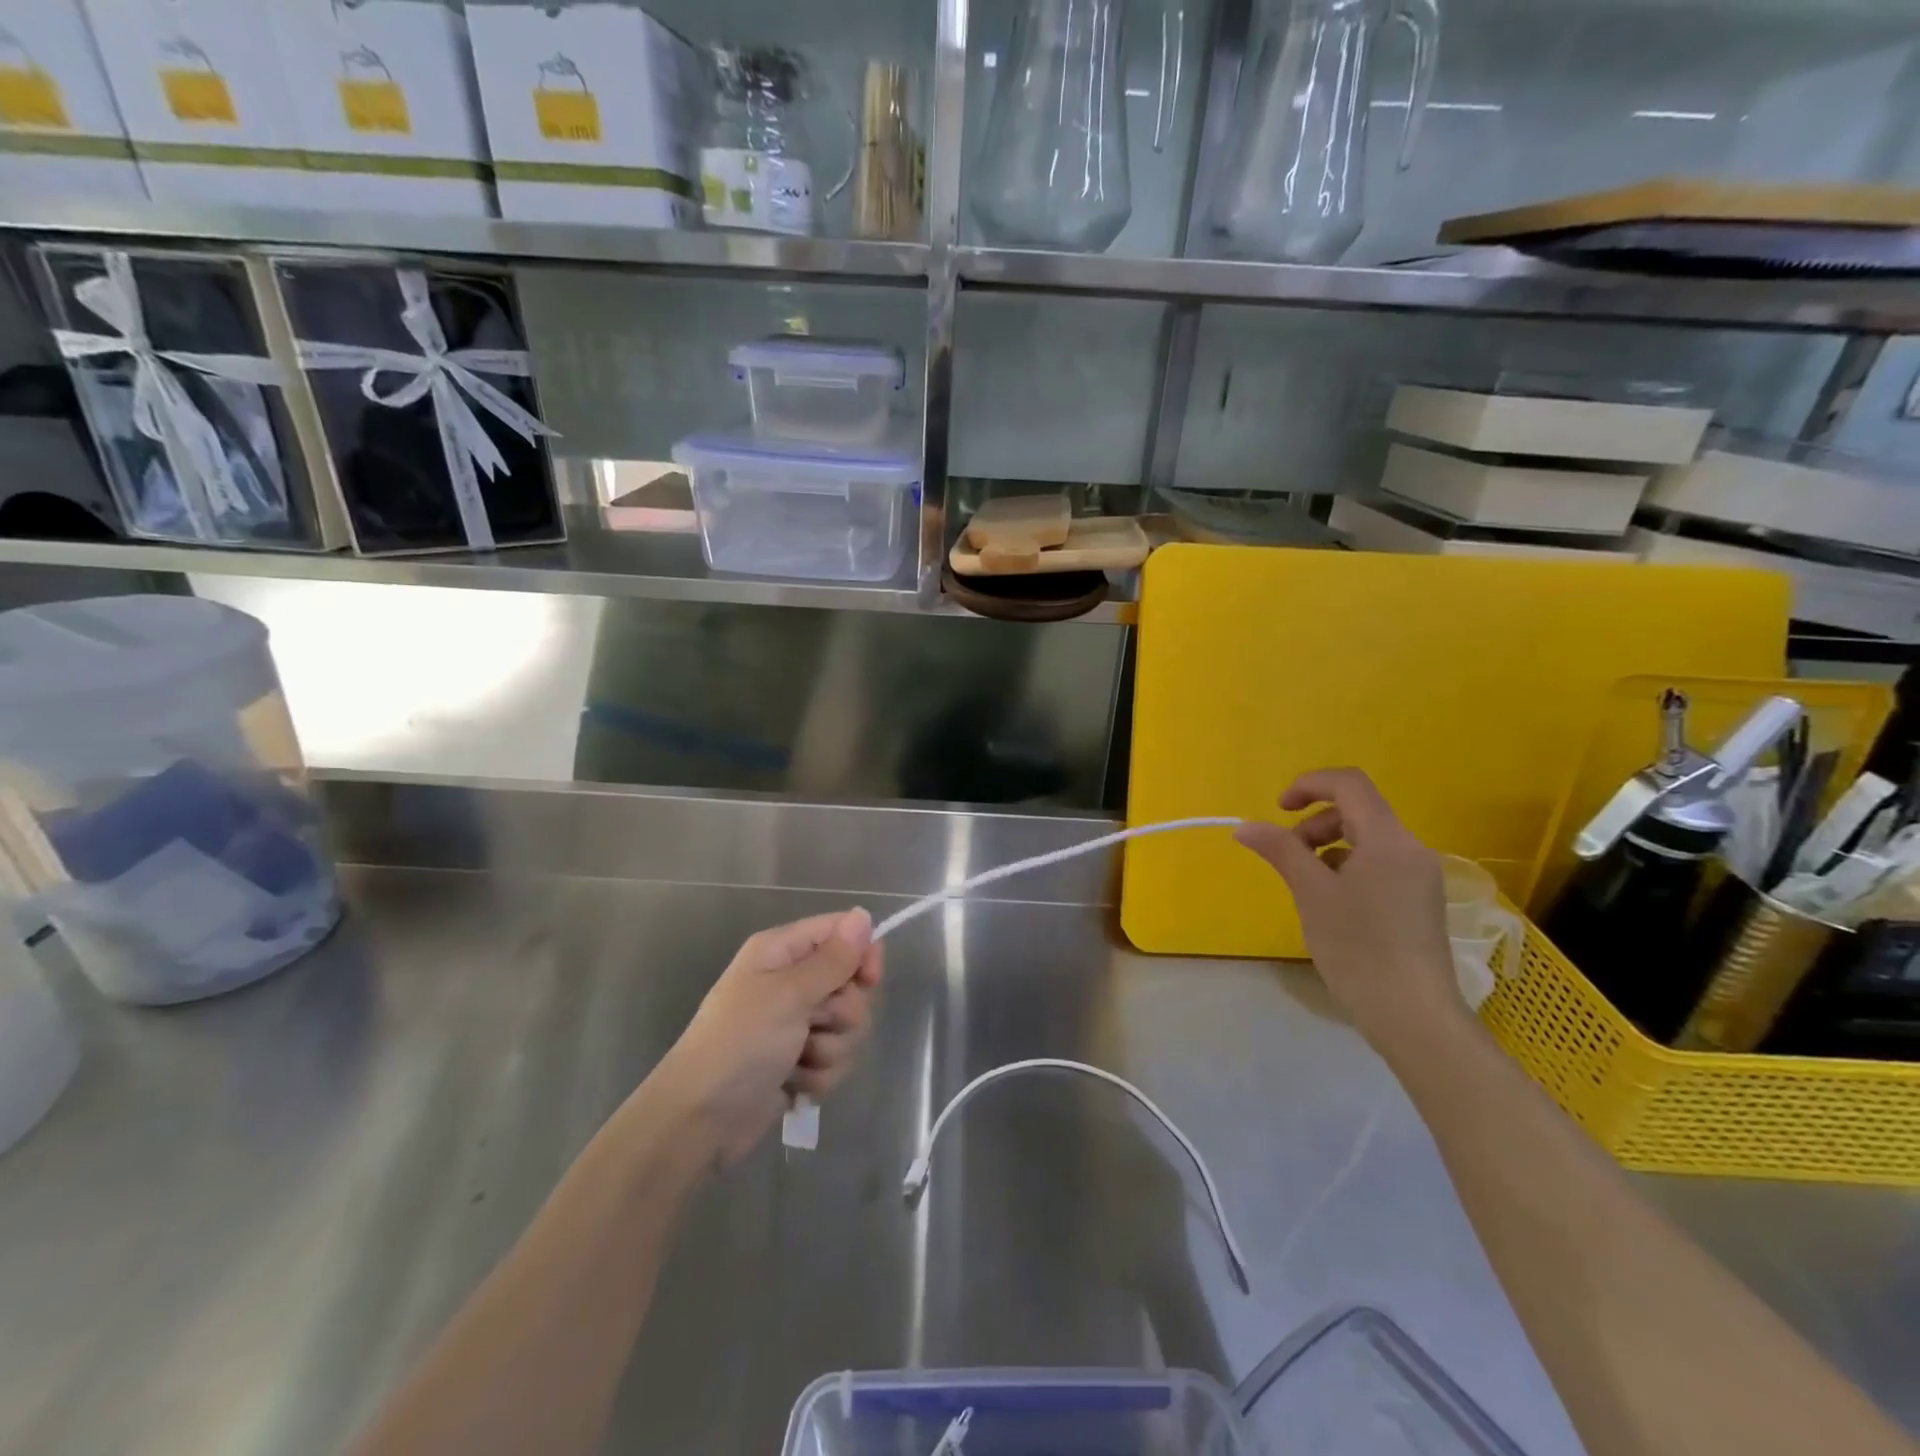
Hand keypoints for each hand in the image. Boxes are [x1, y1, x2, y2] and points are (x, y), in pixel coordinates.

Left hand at [650, 909, 883, 1167]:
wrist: (700, 1120)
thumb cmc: (740, 1042)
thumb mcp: (789, 994)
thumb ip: (833, 958)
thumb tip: (864, 914)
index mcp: (782, 952)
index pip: (841, 932)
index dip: (862, 953)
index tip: (869, 979)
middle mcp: (790, 981)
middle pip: (851, 984)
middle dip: (843, 1012)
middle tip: (814, 1024)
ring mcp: (795, 1024)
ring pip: (848, 1027)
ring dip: (830, 1049)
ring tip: (796, 1061)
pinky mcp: (800, 1062)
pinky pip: (836, 1060)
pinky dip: (818, 1075)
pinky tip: (792, 1084)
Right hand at [1235, 768, 1467, 1057]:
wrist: (1413, 1015)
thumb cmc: (1358, 948)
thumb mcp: (1311, 893)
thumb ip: (1280, 850)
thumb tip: (1245, 826)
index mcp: (1388, 840)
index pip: (1350, 783)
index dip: (1309, 785)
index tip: (1278, 810)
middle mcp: (1411, 849)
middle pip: (1357, 810)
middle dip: (1314, 823)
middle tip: (1288, 857)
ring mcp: (1419, 876)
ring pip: (1367, 839)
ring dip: (1328, 847)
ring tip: (1307, 885)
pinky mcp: (1419, 900)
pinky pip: (1378, 864)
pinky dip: (1347, 868)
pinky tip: (1333, 905)